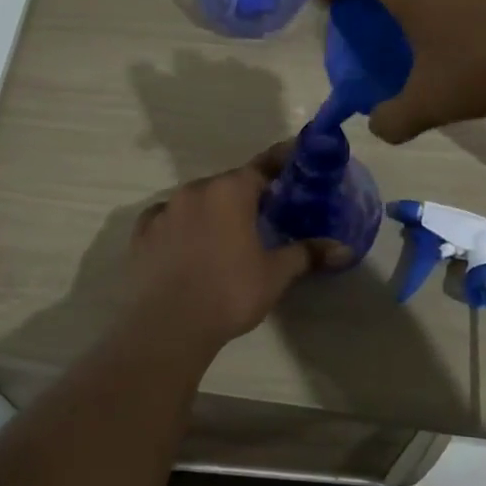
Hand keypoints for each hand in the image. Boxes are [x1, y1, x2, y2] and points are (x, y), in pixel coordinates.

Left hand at [126, 145, 335, 347]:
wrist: (168, 326)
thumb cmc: (229, 292)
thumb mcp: (275, 274)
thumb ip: (307, 254)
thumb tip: (344, 249)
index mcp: (230, 191)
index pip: (262, 166)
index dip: (281, 163)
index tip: (294, 160)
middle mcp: (195, 190)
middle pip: (227, 184)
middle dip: (246, 196)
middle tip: (264, 216)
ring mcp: (164, 210)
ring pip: (196, 201)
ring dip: (212, 211)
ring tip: (225, 237)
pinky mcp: (142, 233)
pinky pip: (167, 219)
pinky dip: (181, 226)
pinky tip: (187, 246)